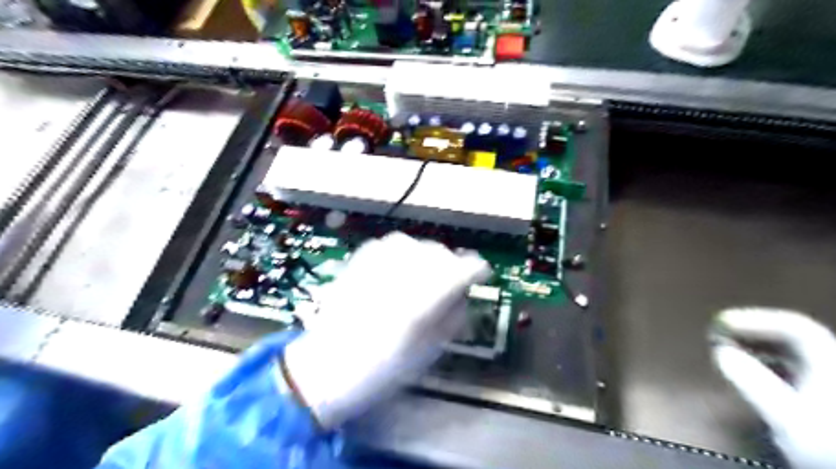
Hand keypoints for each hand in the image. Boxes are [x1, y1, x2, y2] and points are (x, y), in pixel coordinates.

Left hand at [283, 230, 491, 428]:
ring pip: (419, 245)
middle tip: (451, 285)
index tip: (481, 276)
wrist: (325, 365)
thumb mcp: (429, 350)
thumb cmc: (381, 368)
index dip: (478, 270)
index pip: (464, 267)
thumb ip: (453, 316)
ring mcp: (378, 260)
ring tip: (425, 277)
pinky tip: (401, 270)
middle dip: (452, 267)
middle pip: (442, 253)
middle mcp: (402, 271)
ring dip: (428, 259)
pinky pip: (394, 245)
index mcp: (421, 298)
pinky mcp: (361, 258)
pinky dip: (405, 254)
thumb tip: (463, 294)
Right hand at [707, 308, 835, 468]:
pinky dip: (767, 366)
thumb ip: (754, 382)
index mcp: (831, 364)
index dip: (755, 319)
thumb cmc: (829, 449)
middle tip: (719, 333)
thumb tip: (721, 351)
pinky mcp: (823, 402)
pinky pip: (793, 371)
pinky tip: (751, 376)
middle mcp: (833, 368)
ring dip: (757, 349)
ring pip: (793, 356)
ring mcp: (828, 384)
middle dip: (752, 333)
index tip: (721, 322)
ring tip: (728, 351)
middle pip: (793, 339)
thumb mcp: (788, 418)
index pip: (795, 327)